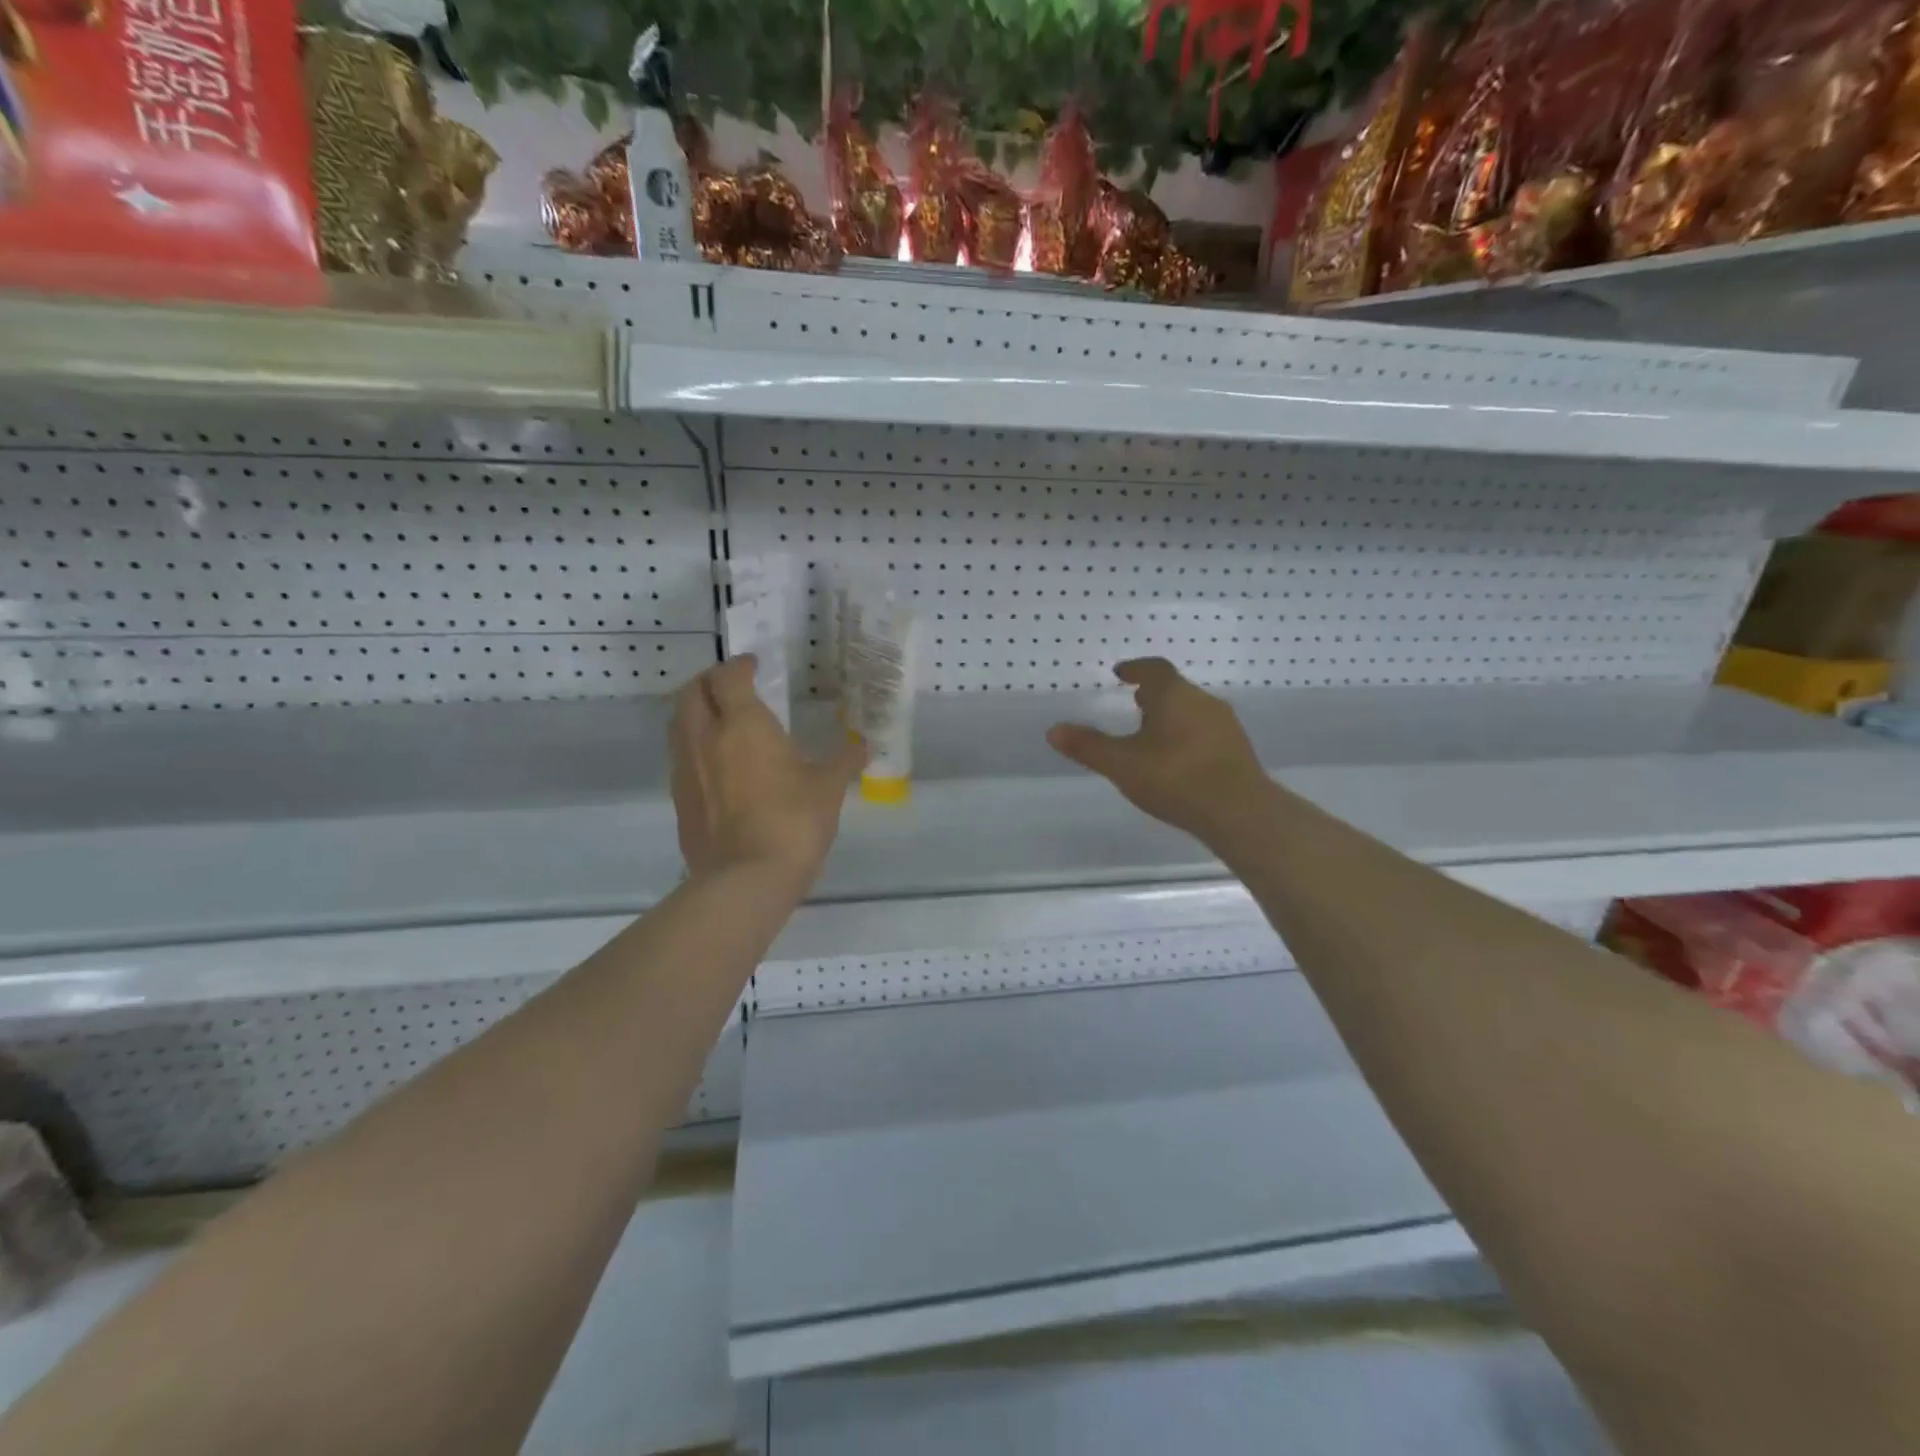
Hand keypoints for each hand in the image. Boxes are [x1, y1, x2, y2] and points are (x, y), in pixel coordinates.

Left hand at [670, 656, 865, 882]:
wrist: (746, 878)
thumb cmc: (793, 821)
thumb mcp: (828, 788)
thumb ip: (844, 761)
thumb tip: (864, 747)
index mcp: (742, 724)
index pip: (728, 677)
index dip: (739, 666)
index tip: (754, 665)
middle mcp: (705, 738)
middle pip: (690, 693)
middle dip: (709, 682)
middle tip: (730, 686)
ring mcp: (685, 770)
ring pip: (678, 724)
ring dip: (695, 712)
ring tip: (719, 720)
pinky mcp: (679, 800)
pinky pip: (680, 758)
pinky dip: (693, 747)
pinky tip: (715, 764)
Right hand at [1047, 658, 1274, 848]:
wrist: (1239, 811)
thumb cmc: (1175, 778)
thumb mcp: (1122, 764)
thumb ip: (1088, 747)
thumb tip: (1054, 730)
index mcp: (1174, 695)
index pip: (1154, 669)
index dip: (1136, 668)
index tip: (1121, 673)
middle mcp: (1203, 701)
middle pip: (1175, 689)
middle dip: (1154, 694)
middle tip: (1134, 702)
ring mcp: (1225, 725)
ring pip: (1192, 710)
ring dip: (1171, 715)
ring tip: (1152, 734)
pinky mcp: (1237, 750)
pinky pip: (1205, 731)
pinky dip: (1187, 735)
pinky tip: (1177, 760)